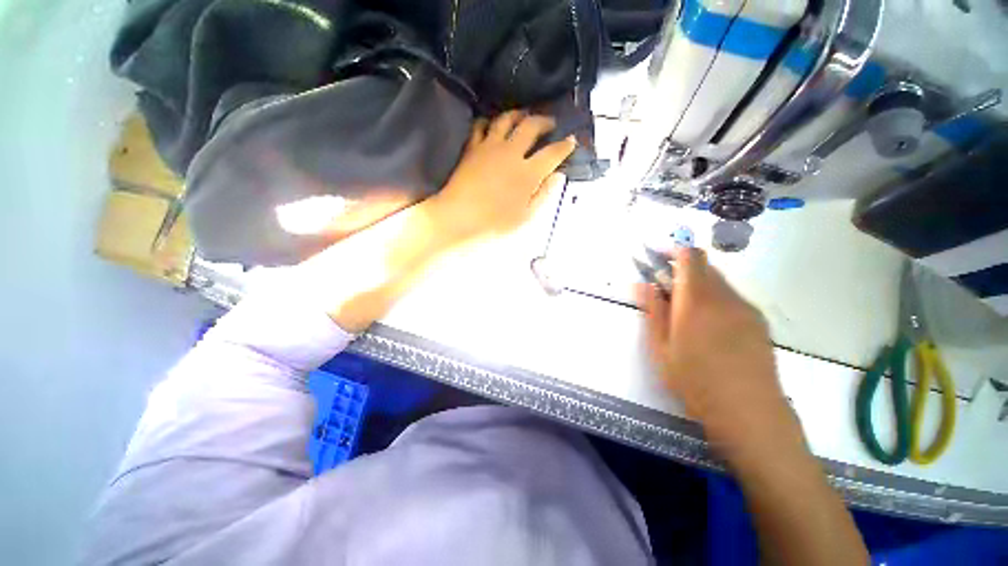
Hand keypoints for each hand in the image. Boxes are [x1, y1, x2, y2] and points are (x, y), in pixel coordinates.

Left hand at [432, 110, 576, 240]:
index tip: (571, 140)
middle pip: (531, 126)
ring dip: (519, 114)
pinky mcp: (472, 148)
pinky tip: (492, 125)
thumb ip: (543, 195)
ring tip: (525, 116)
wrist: (457, 219)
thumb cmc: (493, 224)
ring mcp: (489, 147)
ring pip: (507, 119)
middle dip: (544, 121)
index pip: (552, 153)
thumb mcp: (525, 217)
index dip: (565, 146)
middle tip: (550, 124)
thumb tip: (558, 176)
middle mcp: (511, 153)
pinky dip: (489, 122)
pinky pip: (481, 126)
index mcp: (527, 173)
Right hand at [638, 248, 801, 460]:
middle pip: (705, 266)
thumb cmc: (695, 380)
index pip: (690, 257)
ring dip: (699, 285)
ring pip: (719, 282)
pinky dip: (715, 299)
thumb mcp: (661, 348)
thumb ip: (653, 311)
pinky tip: (709, 326)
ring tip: (685, 311)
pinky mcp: (758, 321)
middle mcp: (725, 297)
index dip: (674, 250)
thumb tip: (642, 284)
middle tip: (665, 287)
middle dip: (683, 269)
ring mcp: (745, 308)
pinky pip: (732, 298)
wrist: (749, 411)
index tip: (658, 257)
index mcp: (697, 300)